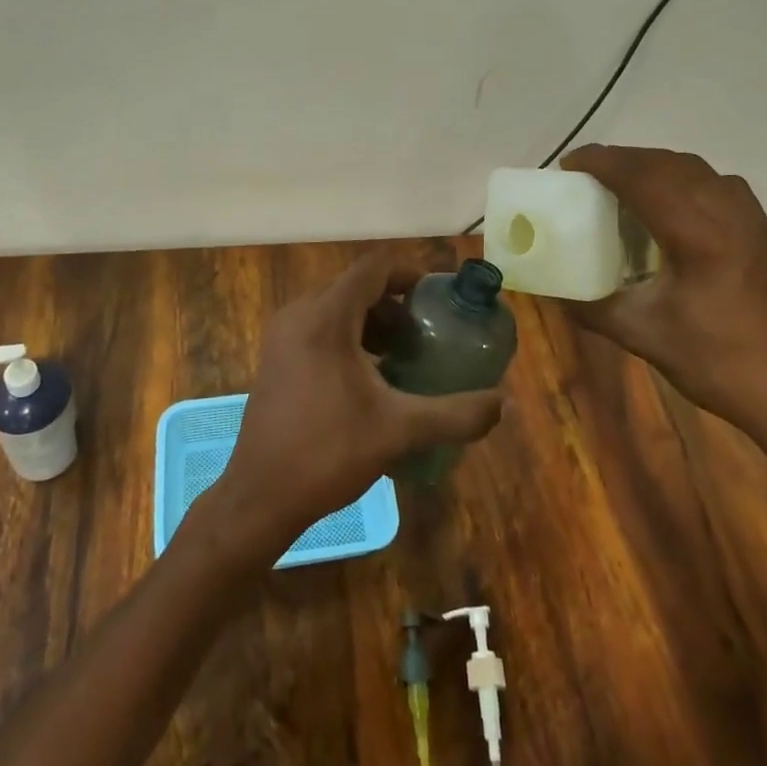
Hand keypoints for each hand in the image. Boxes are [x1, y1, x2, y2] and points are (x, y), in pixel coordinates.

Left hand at [212, 250, 507, 560]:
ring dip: (375, 321)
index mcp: (325, 317)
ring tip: (406, 355)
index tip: (442, 297)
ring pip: (339, 307)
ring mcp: (283, 335)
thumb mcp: (399, 430)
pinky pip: (321, 327)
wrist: (259, 497)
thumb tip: (506, 404)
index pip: (375, 268)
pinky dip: (352, 336)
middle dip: (397, 303)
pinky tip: (373, 375)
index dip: (412, 274)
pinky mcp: (277, 356)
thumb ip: (456, 414)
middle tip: (429, 332)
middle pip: (357, 286)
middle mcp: (300, 314)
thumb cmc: (327, 453)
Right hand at [560, 145, 766, 457]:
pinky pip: (717, 183)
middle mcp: (726, 213)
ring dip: (654, 165)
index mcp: (696, 235)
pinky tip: (669, 202)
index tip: (569, 166)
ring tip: (623, 182)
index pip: (642, 176)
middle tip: (587, 174)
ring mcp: (750, 218)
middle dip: (623, 159)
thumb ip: (590, 307)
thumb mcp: (641, 335)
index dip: (602, 162)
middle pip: (666, 163)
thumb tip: (551, 292)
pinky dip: (683, 178)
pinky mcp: (762, 230)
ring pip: (695, 168)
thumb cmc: (715, 362)